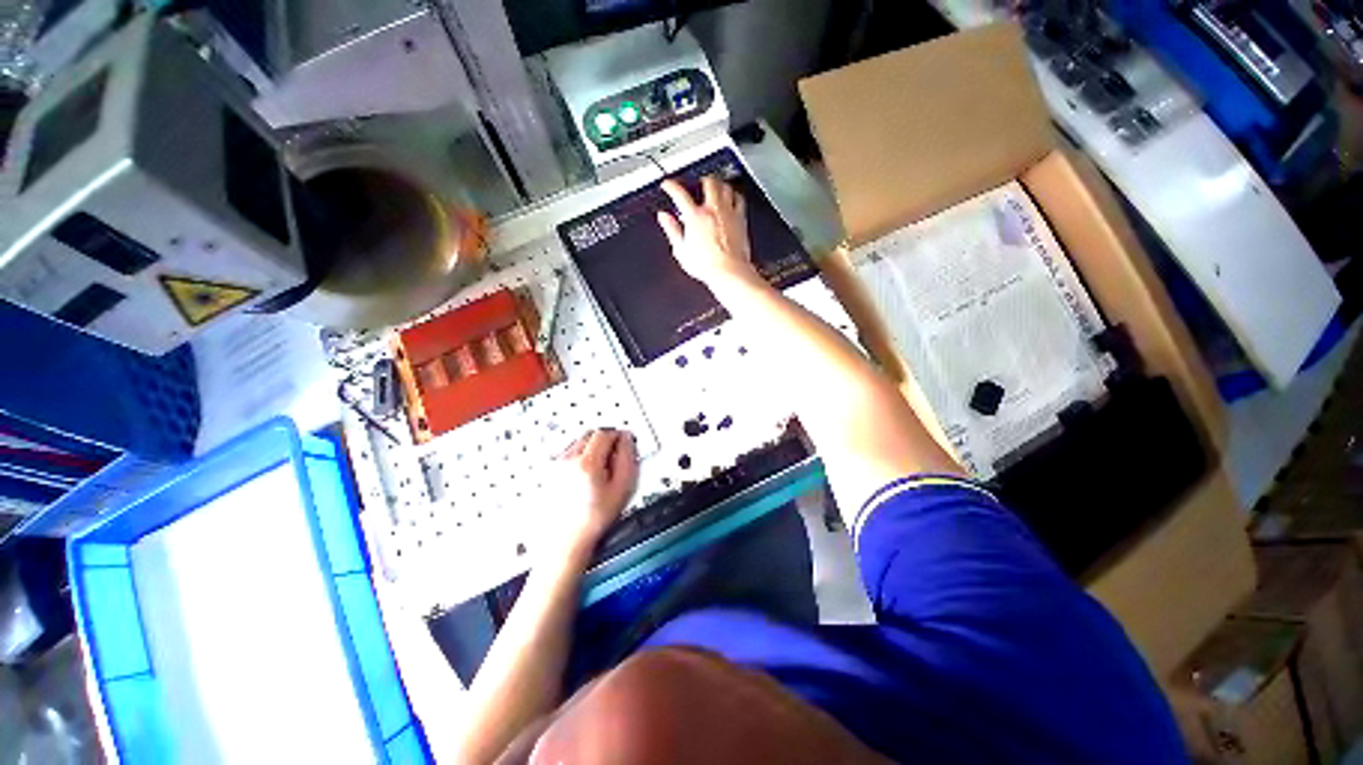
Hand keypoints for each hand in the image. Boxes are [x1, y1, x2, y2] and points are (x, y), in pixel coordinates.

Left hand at [544, 428, 637, 556]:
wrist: (566, 542)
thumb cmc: (593, 519)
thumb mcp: (622, 489)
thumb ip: (627, 458)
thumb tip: (627, 440)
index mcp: (587, 462)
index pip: (604, 433)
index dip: (617, 436)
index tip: (624, 443)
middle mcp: (567, 460)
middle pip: (589, 434)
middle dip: (604, 440)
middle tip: (614, 455)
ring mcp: (556, 466)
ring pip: (578, 443)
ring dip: (591, 448)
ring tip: (600, 469)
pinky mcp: (549, 473)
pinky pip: (568, 454)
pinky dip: (579, 458)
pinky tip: (585, 476)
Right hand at [657, 177, 760, 289]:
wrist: (729, 272)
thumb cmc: (707, 266)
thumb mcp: (681, 250)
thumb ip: (672, 230)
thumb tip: (664, 218)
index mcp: (695, 217)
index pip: (679, 194)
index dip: (671, 186)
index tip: (668, 185)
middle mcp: (712, 210)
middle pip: (708, 183)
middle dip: (700, 179)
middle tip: (696, 182)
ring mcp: (728, 213)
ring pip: (725, 187)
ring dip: (719, 184)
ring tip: (715, 185)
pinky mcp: (741, 220)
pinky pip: (739, 200)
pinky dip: (734, 195)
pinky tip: (733, 197)